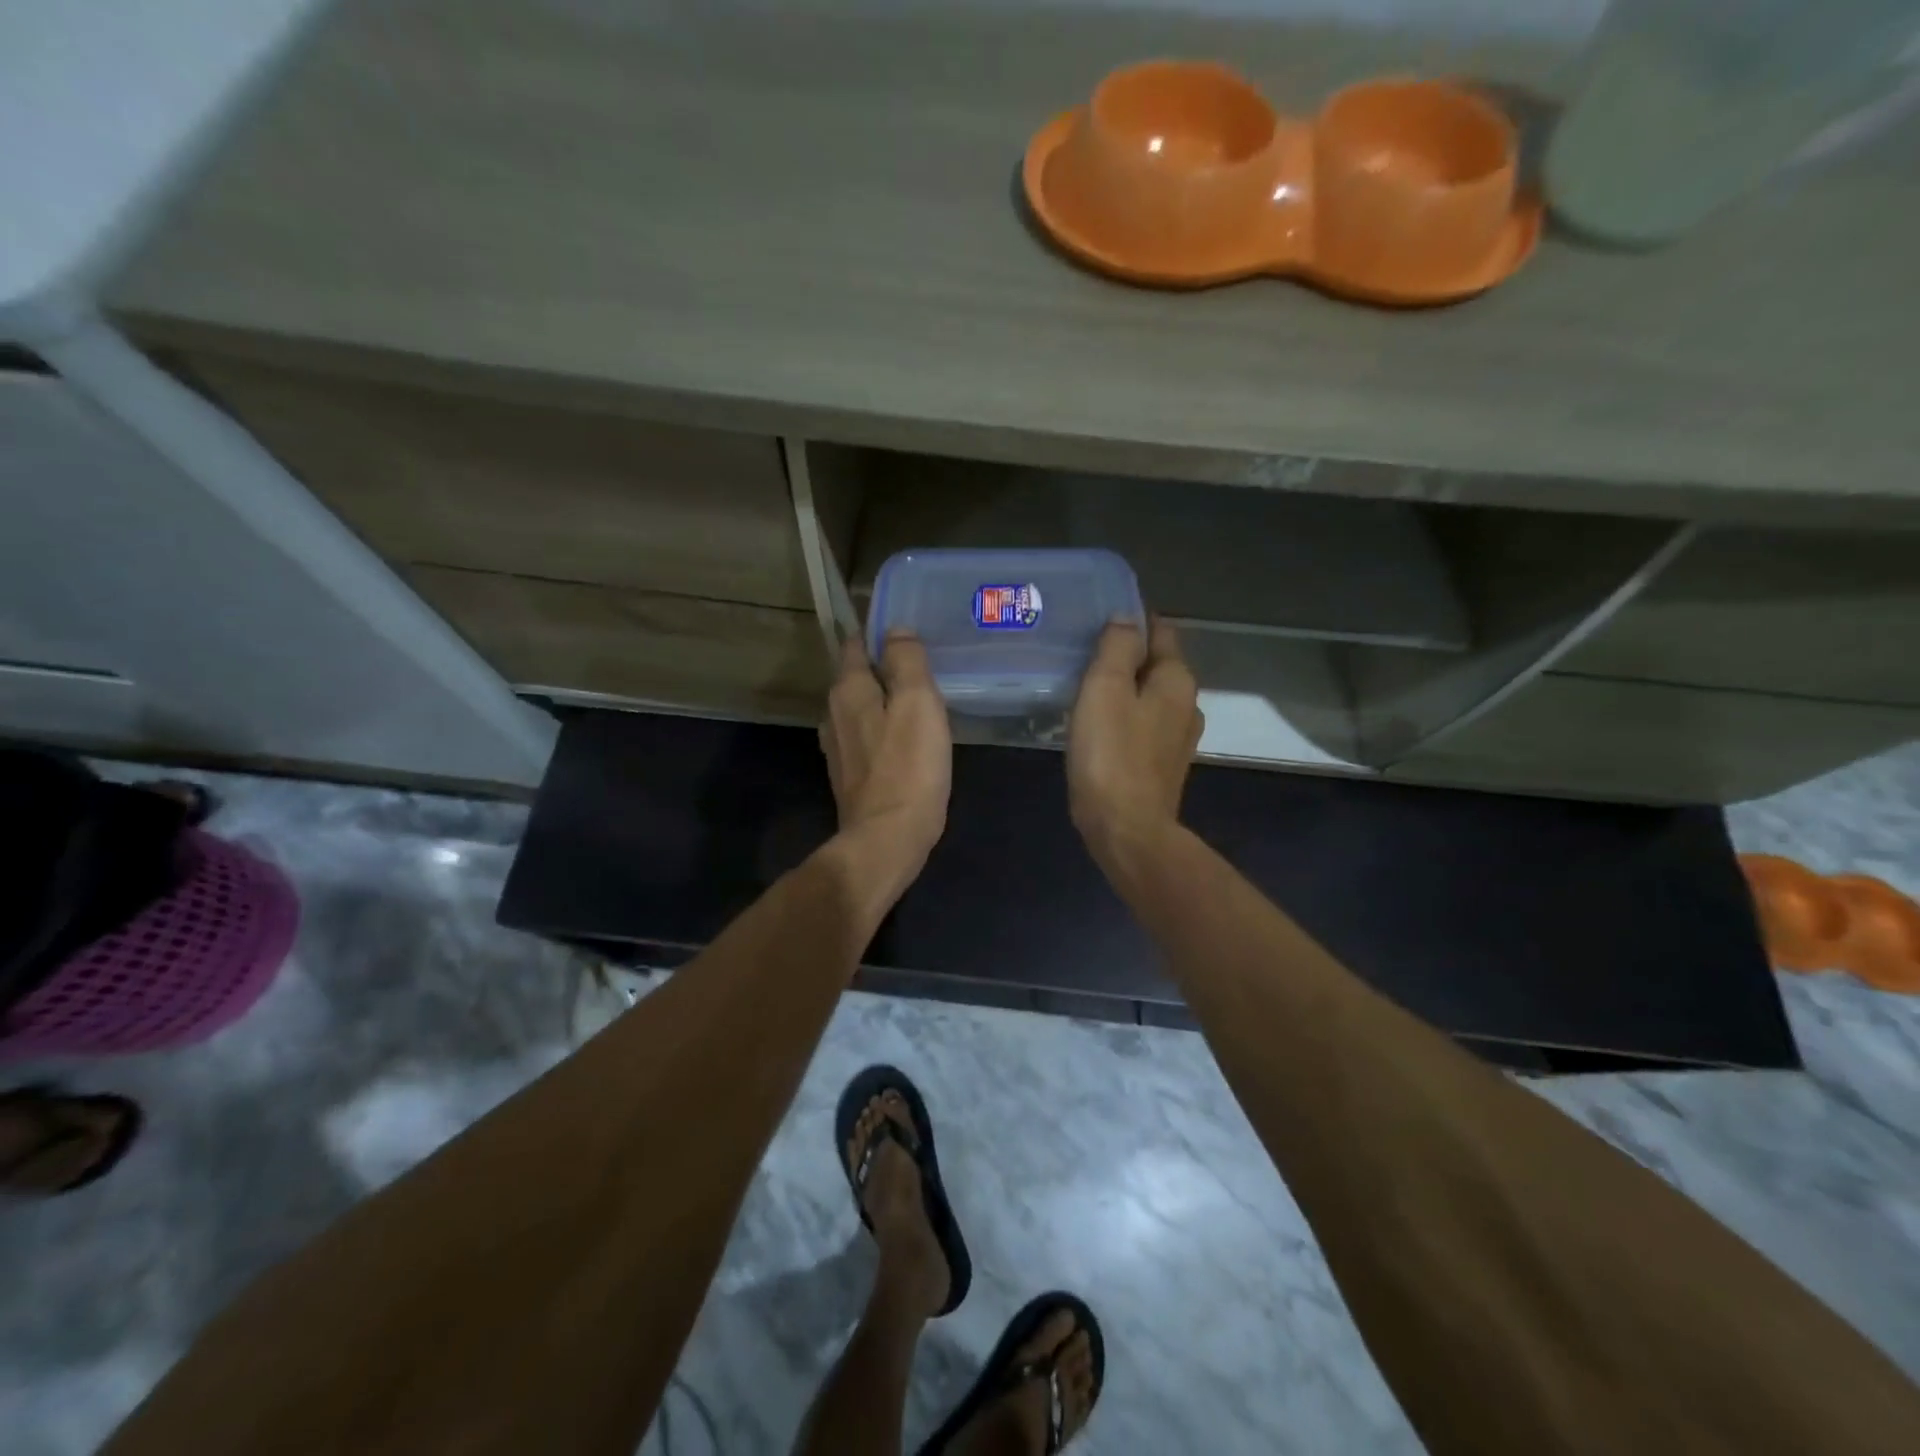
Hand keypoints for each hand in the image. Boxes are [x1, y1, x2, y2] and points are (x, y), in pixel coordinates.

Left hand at [819, 632, 951, 877]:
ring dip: (884, 702)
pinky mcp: (848, 774)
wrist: (888, 838)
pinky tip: (905, 741)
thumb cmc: (909, 767)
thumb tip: (896, 630)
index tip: (909, 635)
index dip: (880, 635)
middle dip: (885, 669)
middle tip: (923, 670)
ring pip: (861, 709)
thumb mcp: (918, 703)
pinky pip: (866, 737)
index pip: (856, 644)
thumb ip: (907, 661)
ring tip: (917, 704)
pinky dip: (883, 731)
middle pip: (857, 677)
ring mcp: (837, 747)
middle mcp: (833, 713)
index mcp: (848, 690)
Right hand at [1068, 618, 1203, 866]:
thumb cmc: (1112, 754)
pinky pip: (1143, 726)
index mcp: (1177, 681)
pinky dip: (1125, 717)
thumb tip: (1126, 618)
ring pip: (1150, 698)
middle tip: (1086, 651)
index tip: (1102, 616)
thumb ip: (1117, 648)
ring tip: (1088, 686)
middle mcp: (1186, 706)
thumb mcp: (1106, 689)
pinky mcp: (1162, 767)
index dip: (1134, 620)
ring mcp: (1177, 740)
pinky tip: (1099, 725)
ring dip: (1125, 688)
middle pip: (1157, 666)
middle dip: (1128, 655)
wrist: (1126, 829)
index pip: (1161, 632)